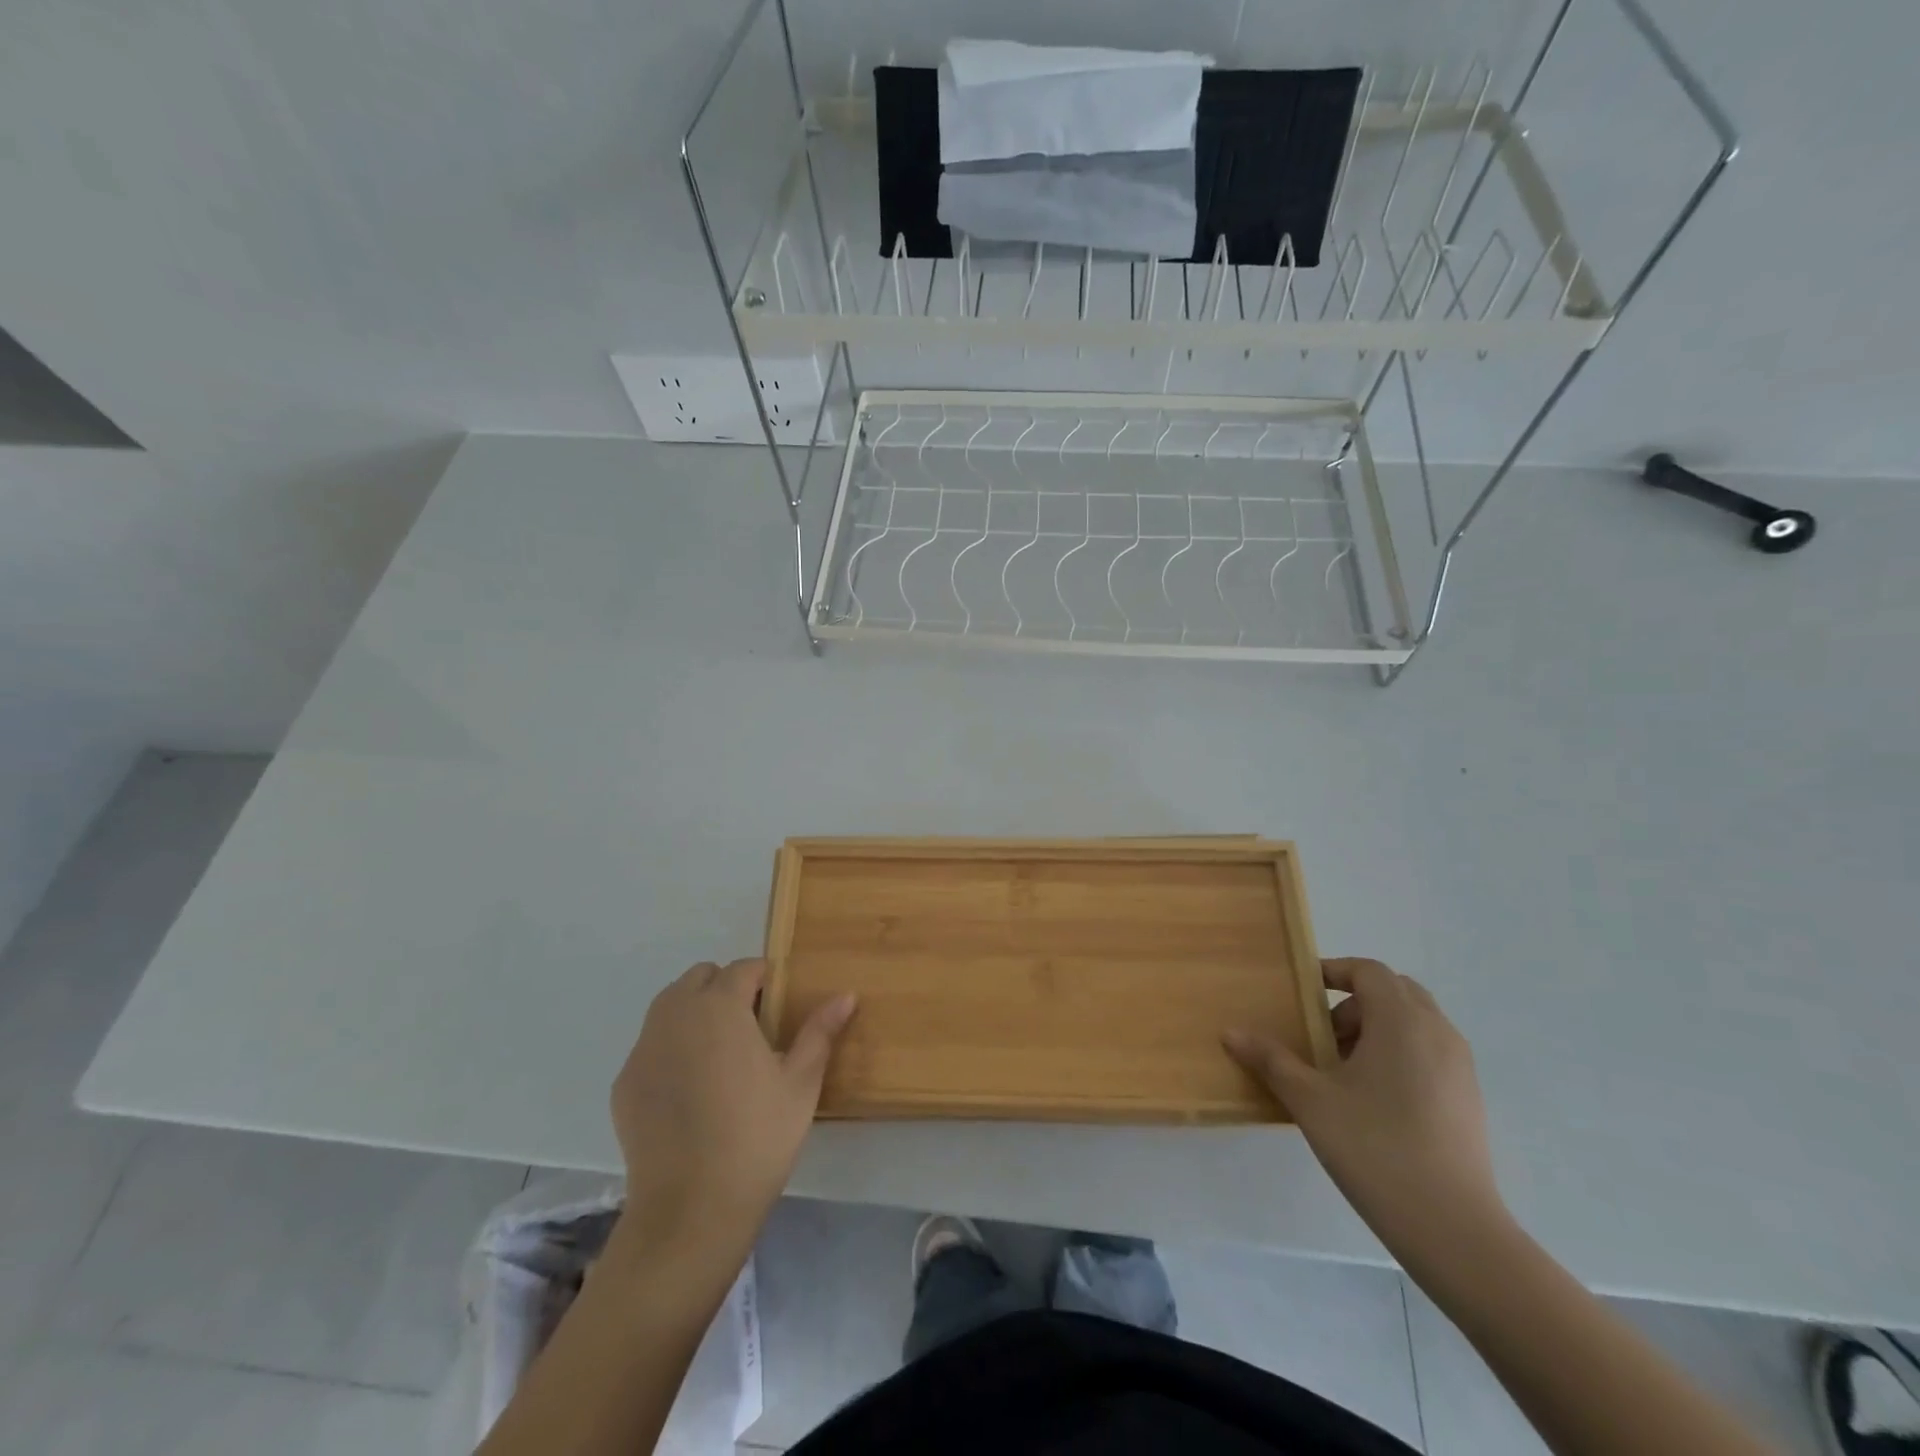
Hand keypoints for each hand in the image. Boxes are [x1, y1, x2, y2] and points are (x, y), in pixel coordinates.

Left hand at [610, 960, 855, 1258]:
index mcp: (720, 1007)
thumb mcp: (801, 1083)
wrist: (690, 1210)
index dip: (765, 978)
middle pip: (700, 978)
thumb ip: (820, 1031)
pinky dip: (671, 1049)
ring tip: (720, 1053)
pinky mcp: (624, 1082)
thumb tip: (846, 995)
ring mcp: (643, 1048)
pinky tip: (690, 1089)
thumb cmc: (757, 1138)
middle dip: (725, 988)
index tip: (779, 1003)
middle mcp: (675, 1015)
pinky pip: (651, 1045)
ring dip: (695, 1011)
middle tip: (751, 1026)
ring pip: (669, 1006)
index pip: (743, 968)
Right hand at [1224, 958, 1509, 1269]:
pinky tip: (1374, 1100)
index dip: (1334, 971)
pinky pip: (1430, 1052)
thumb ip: (1271, 1060)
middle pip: (1395, 991)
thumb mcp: (1310, 1101)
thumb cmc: (1375, 1149)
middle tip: (1322, 1036)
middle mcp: (1437, 1032)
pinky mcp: (1469, 1099)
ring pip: (1415, 1023)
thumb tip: (1230, 1033)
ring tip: (1344, 1071)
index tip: (1302, 994)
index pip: (1369, 971)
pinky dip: (1399, 1054)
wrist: (1454, 1229)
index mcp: (1401, 1021)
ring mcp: (1460, 1067)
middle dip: (1355, 1002)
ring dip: (1377, 1029)